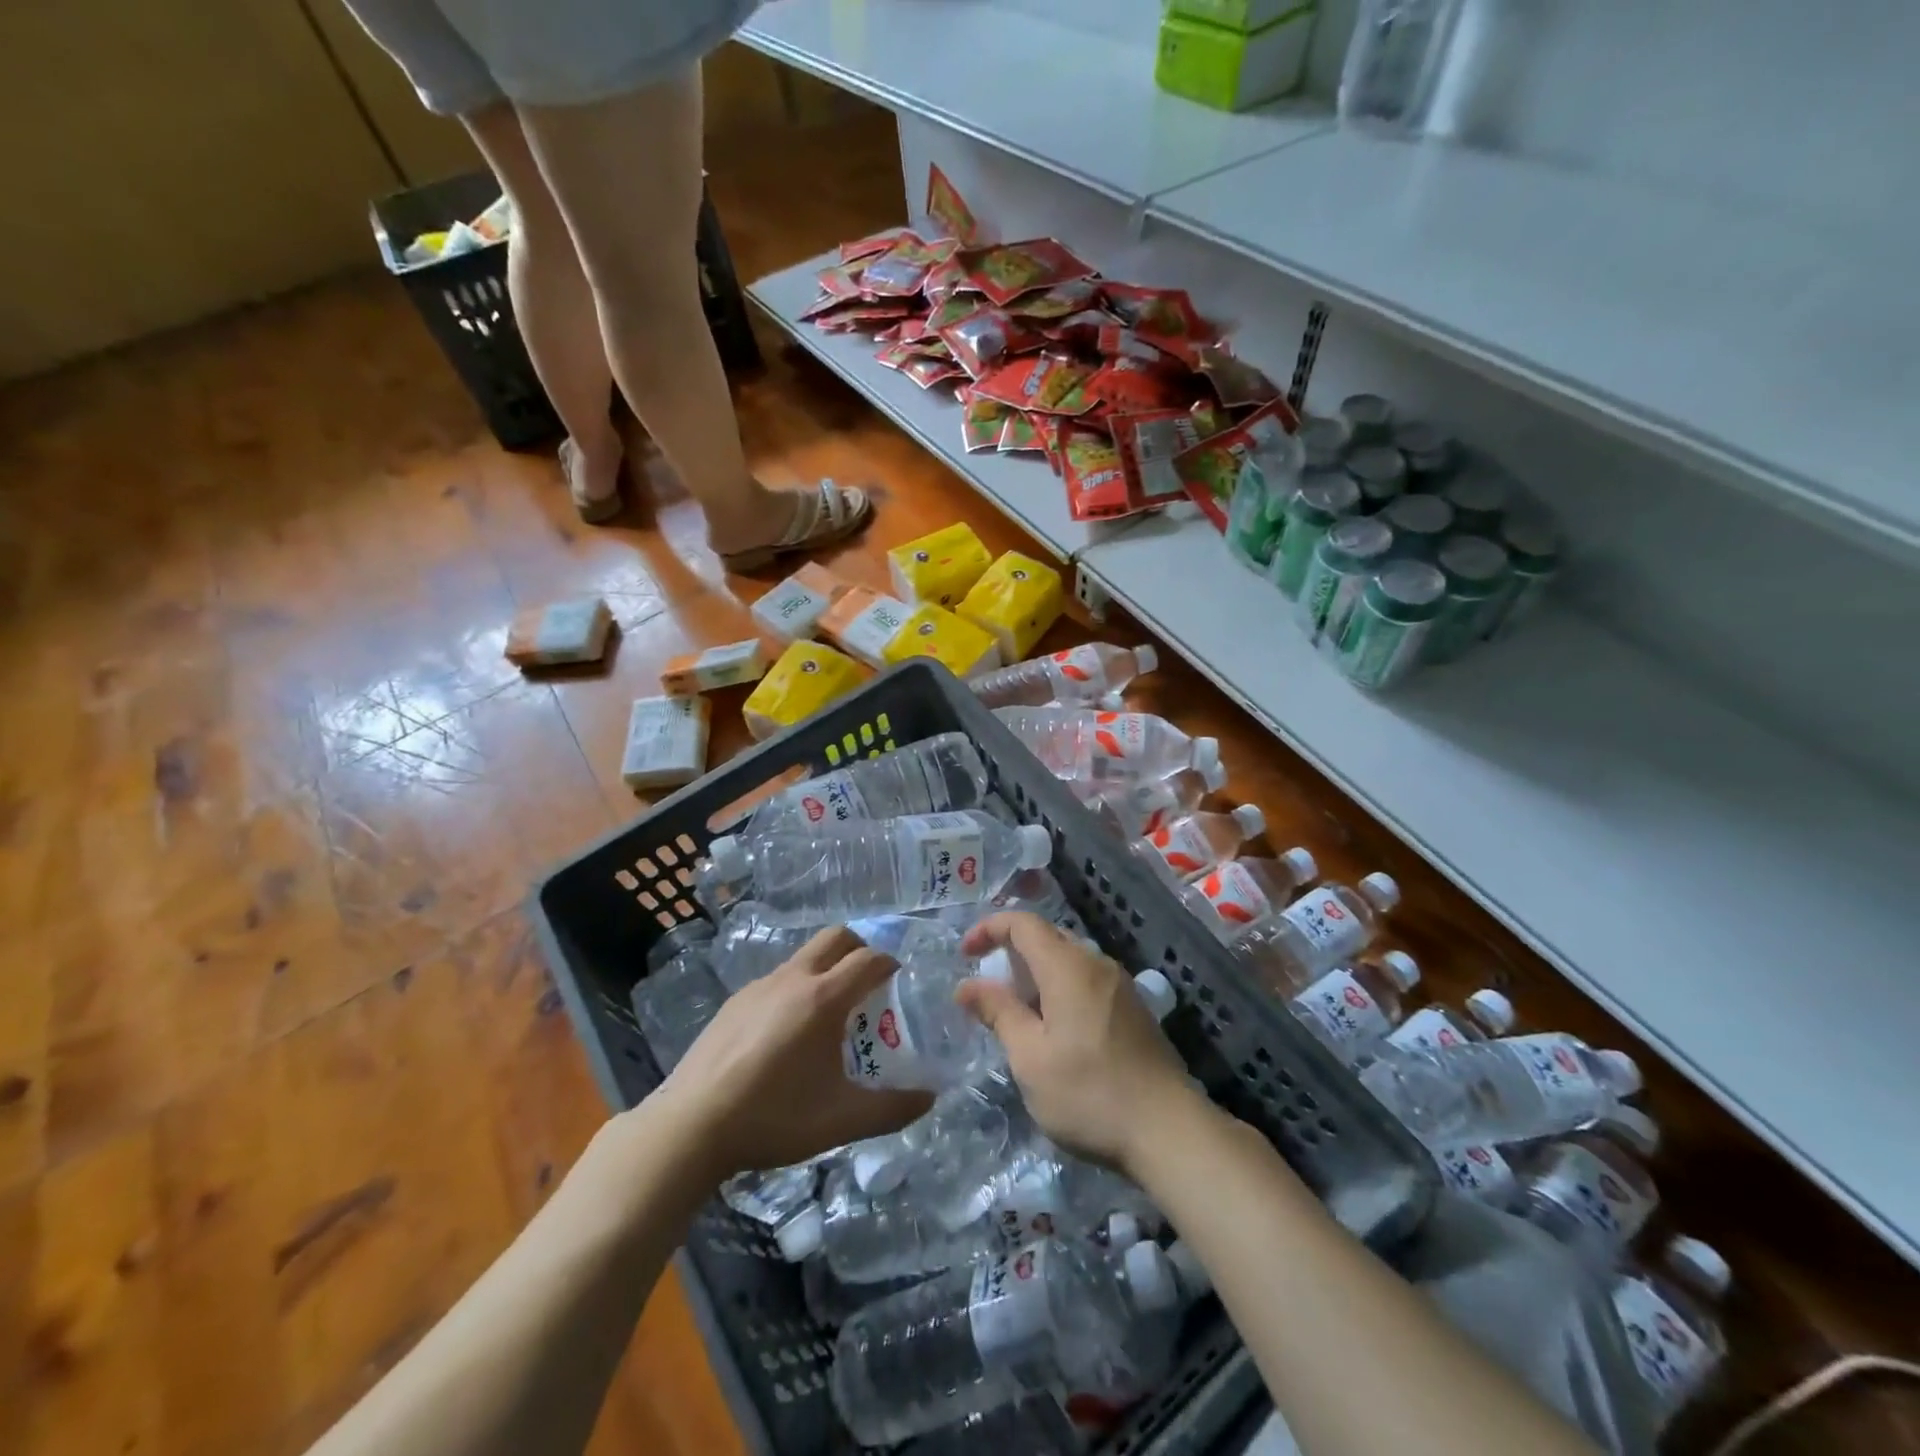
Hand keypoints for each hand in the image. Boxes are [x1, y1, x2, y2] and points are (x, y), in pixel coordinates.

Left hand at [654, 928, 932, 1179]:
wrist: (690, 1126)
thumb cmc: (774, 1117)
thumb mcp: (841, 1120)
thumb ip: (892, 1109)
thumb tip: (929, 1098)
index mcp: (824, 998)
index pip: (869, 959)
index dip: (890, 964)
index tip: (899, 982)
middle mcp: (793, 979)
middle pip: (836, 937)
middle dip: (859, 949)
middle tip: (868, 983)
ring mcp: (758, 987)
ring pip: (803, 958)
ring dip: (825, 970)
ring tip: (828, 1016)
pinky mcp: (734, 1002)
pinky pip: (777, 980)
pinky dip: (795, 990)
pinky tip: (786, 1035)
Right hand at [956, 912, 1202, 1175]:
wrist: (1169, 1131)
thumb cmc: (1089, 1093)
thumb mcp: (1030, 1057)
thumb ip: (998, 1012)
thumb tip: (966, 986)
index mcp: (1068, 966)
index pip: (1023, 923)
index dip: (990, 929)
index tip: (966, 955)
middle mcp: (1097, 964)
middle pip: (1048, 937)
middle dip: (1012, 952)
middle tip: (990, 989)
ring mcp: (1121, 986)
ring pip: (1070, 959)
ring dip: (1037, 974)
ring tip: (1019, 1014)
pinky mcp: (1135, 1010)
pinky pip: (1088, 980)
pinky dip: (1061, 989)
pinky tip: (1056, 1030)